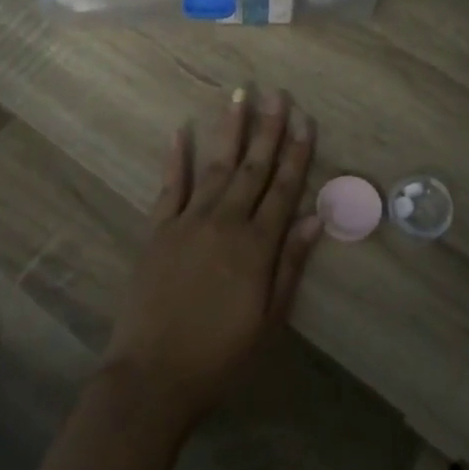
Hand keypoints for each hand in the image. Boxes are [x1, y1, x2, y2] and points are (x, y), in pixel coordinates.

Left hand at [104, 87, 320, 426]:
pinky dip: (177, 157)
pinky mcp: (158, 230)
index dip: (297, 154)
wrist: (153, 376)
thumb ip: (290, 264)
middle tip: (278, 94)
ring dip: (230, 129)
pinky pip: (170, 186)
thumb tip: (315, 218)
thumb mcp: (269, 318)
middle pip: (253, 168)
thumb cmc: (220, 354)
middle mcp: (225, 222)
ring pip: (215, 166)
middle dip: (269, 129)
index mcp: (256, 245)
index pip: (284, 189)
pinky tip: (182, 130)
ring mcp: (188, 221)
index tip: (306, 121)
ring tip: (240, 95)